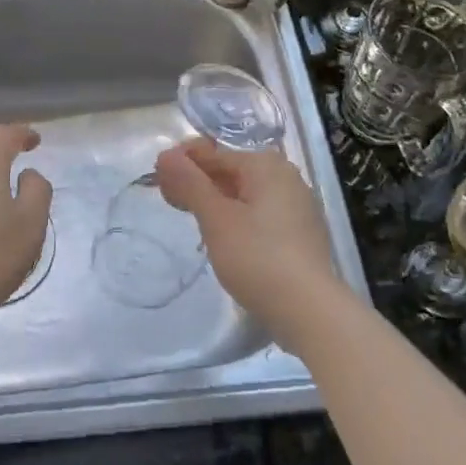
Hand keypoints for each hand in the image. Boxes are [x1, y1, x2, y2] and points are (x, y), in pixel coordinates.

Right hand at [155, 138, 345, 353]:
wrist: (309, 310)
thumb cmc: (257, 257)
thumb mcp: (216, 219)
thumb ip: (190, 183)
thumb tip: (166, 154)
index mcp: (265, 165)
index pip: (213, 154)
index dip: (182, 164)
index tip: (156, 181)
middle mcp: (285, 177)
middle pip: (231, 172)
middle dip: (198, 183)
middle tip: (170, 201)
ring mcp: (298, 206)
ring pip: (245, 195)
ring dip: (216, 202)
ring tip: (192, 220)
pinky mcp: (301, 233)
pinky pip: (260, 215)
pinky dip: (237, 219)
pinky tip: (223, 239)